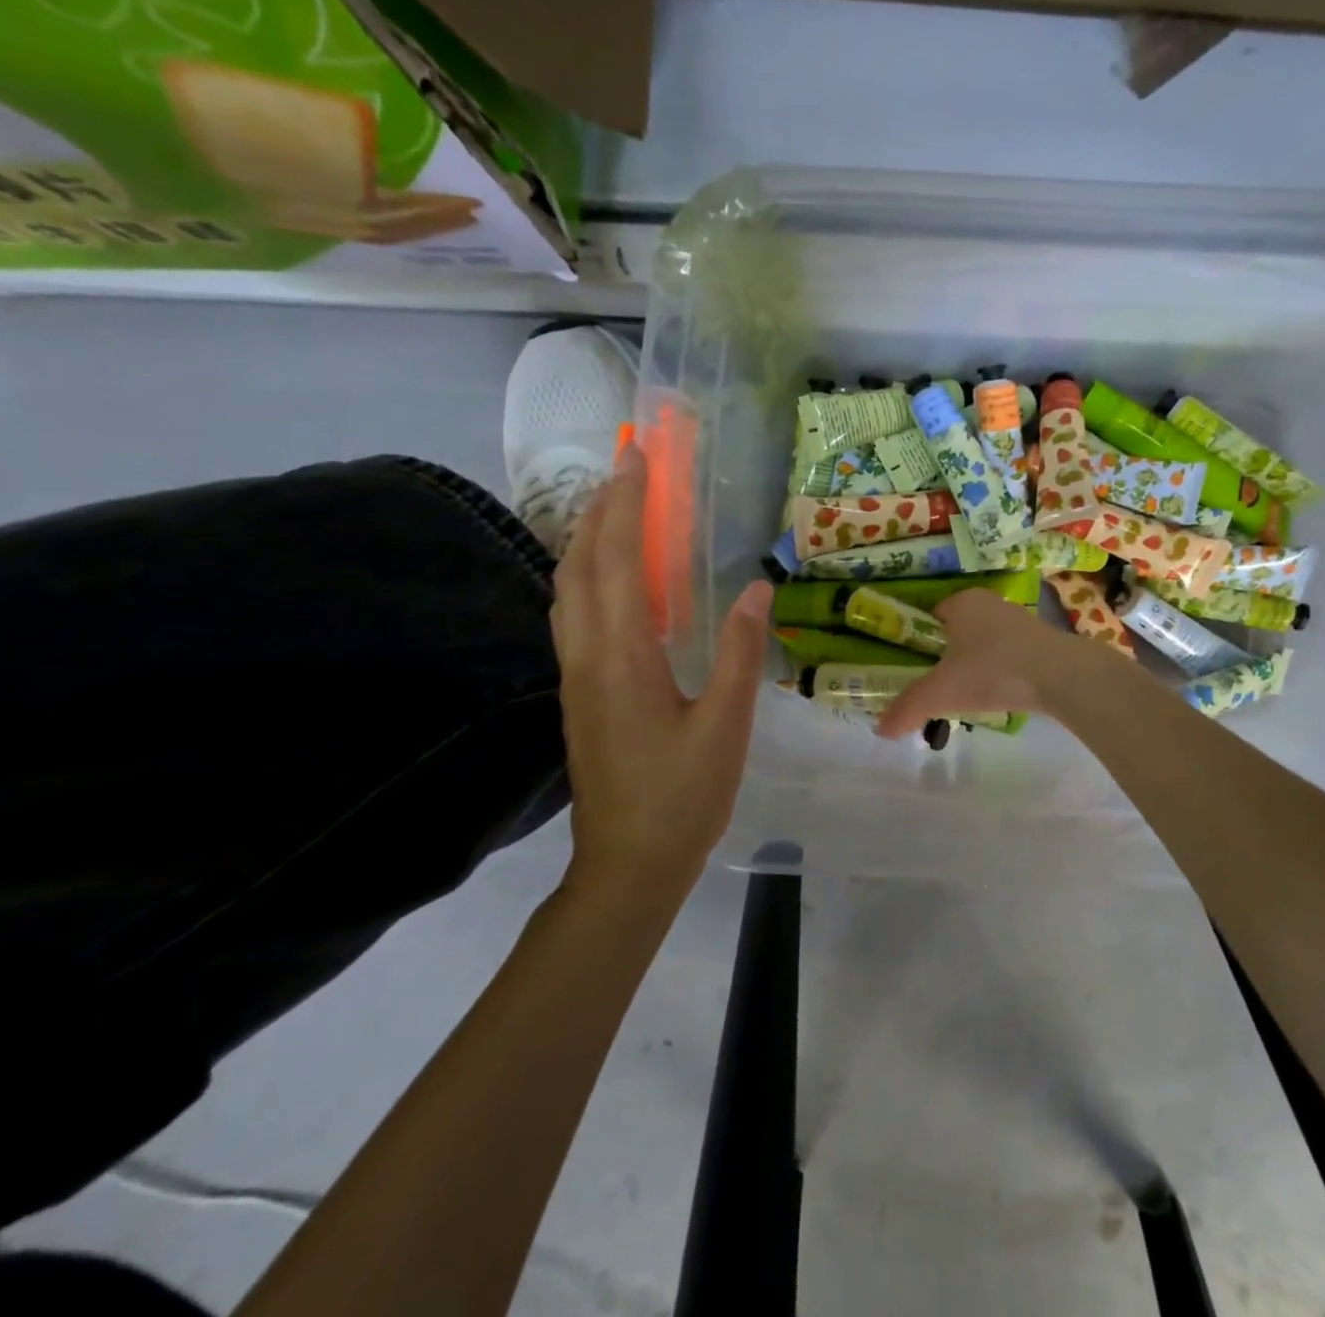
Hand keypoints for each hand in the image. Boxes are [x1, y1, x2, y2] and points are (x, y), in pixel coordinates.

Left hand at [550, 447, 772, 896]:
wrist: (626, 865)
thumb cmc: (683, 797)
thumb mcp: (725, 726)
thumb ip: (738, 653)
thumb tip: (757, 589)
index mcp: (623, 657)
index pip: (615, 561)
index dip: (624, 505)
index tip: (638, 459)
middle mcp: (587, 656)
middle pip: (580, 565)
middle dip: (601, 510)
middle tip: (629, 470)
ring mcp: (575, 675)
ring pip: (567, 590)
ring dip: (587, 541)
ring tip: (618, 511)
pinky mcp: (578, 693)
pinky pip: (573, 616)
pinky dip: (586, 578)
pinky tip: (614, 582)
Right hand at [874, 589, 1087, 739]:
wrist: (1061, 676)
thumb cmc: (992, 672)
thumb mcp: (941, 693)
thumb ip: (908, 708)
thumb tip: (879, 730)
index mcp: (962, 602)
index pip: (932, 614)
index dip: (922, 639)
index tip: (918, 667)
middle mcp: (991, 603)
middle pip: (960, 628)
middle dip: (951, 653)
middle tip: (943, 684)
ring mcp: (1021, 619)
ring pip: (987, 640)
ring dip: (979, 662)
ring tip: (972, 693)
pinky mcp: (1044, 639)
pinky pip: (1012, 652)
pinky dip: (1003, 670)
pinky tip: (1003, 693)